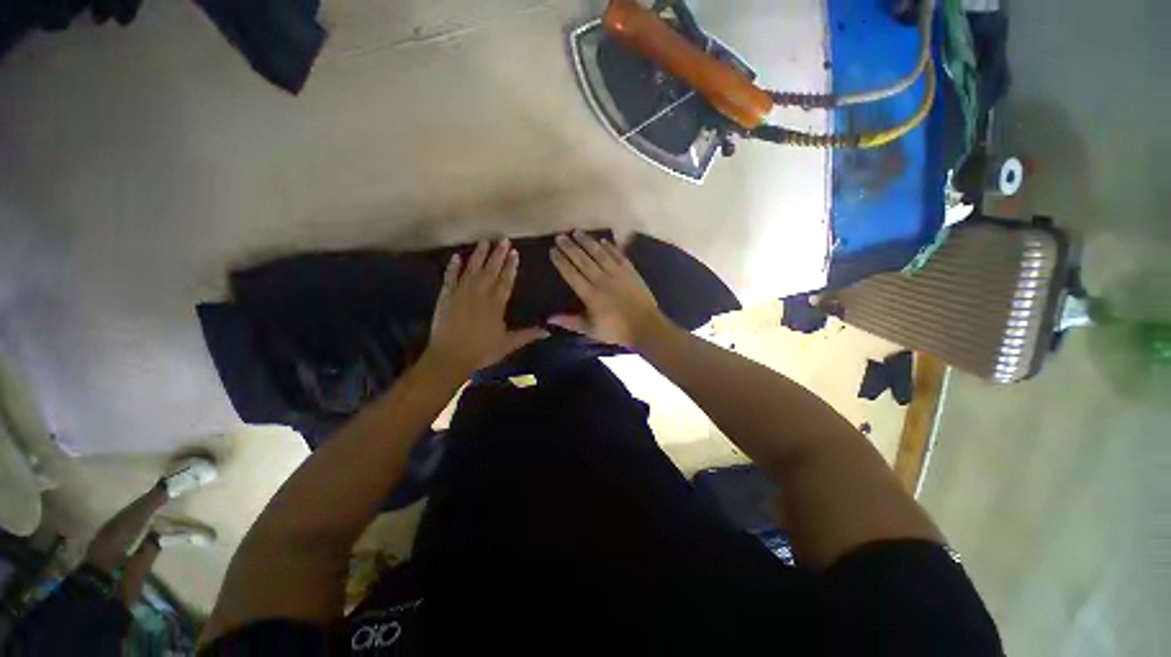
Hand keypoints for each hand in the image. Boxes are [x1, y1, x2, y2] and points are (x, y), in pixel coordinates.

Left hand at [428, 239, 548, 375]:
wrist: (450, 356)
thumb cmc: (482, 351)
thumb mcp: (508, 344)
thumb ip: (528, 335)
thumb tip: (549, 331)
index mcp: (496, 304)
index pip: (506, 281)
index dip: (511, 266)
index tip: (514, 252)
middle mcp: (480, 294)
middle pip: (490, 270)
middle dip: (497, 255)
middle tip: (503, 239)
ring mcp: (461, 293)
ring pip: (472, 269)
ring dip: (478, 255)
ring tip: (484, 241)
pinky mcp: (446, 297)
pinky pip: (450, 278)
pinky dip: (453, 267)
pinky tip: (457, 257)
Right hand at [549, 231, 669, 348]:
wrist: (646, 326)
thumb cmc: (616, 330)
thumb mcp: (591, 330)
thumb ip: (570, 322)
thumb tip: (549, 318)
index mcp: (591, 295)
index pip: (572, 275)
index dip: (561, 262)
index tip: (552, 251)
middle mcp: (602, 281)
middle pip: (583, 261)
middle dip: (570, 248)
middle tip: (560, 236)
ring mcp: (618, 274)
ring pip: (600, 254)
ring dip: (587, 242)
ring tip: (577, 232)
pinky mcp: (631, 271)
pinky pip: (618, 256)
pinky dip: (610, 247)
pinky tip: (603, 240)